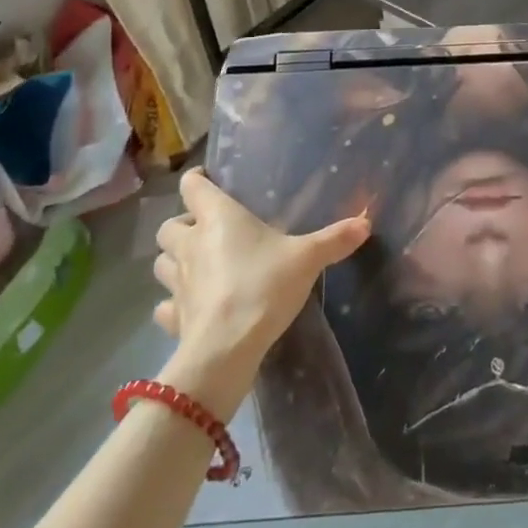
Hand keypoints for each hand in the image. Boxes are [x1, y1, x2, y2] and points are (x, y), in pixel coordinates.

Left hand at [152, 169, 369, 397]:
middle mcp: (190, 244)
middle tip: (208, 231)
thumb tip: (366, 222)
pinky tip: (190, 307)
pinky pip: (165, 305)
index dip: (198, 180)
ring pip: (161, 262)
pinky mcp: (172, 317)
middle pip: (170, 224)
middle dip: (184, 225)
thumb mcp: (307, 258)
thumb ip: (334, 239)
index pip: (193, 185)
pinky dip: (173, 303)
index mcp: (218, 218)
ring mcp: (176, 282)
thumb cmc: (264, 286)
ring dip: (175, 260)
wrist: (226, 347)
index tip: (210, 180)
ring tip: (198, 265)